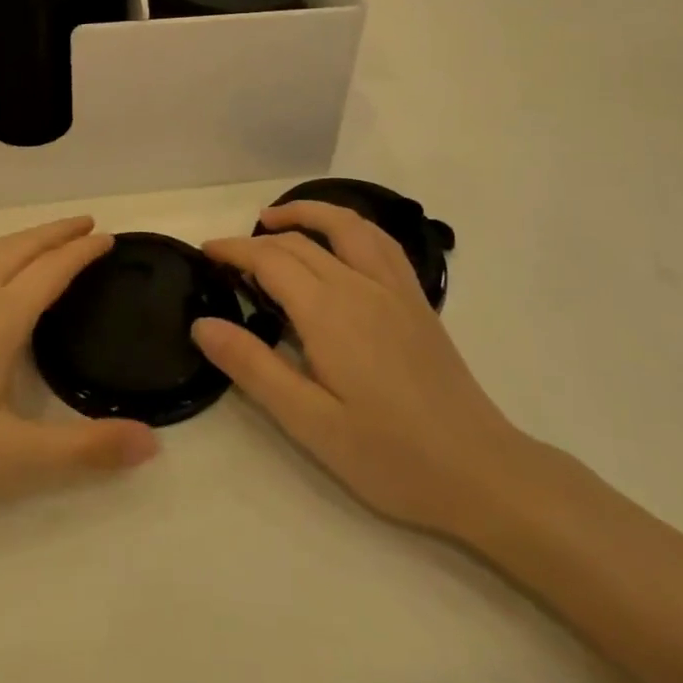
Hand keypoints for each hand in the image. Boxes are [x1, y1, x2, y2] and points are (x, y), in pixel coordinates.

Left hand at [0, 218, 157, 541]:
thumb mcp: (12, 462)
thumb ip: (85, 450)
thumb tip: (153, 444)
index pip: (51, 270)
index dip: (82, 251)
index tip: (108, 237)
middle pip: (19, 247)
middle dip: (55, 231)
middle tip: (87, 225)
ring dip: (24, 239)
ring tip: (47, 243)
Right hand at [198, 202, 530, 538]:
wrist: (479, 470)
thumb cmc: (388, 454)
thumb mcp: (309, 421)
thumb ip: (253, 367)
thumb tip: (203, 324)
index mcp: (329, 313)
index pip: (271, 260)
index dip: (234, 250)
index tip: (205, 252)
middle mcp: (361, 286)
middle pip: (302, 242)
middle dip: (258, 239)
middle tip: (226, 254)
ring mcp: (395, 289)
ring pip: (347, 226)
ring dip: (308, 212)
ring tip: (276, 220)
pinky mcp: (417, 301)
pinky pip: (380, 242)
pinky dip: (350, 225)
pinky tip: (341, 241)